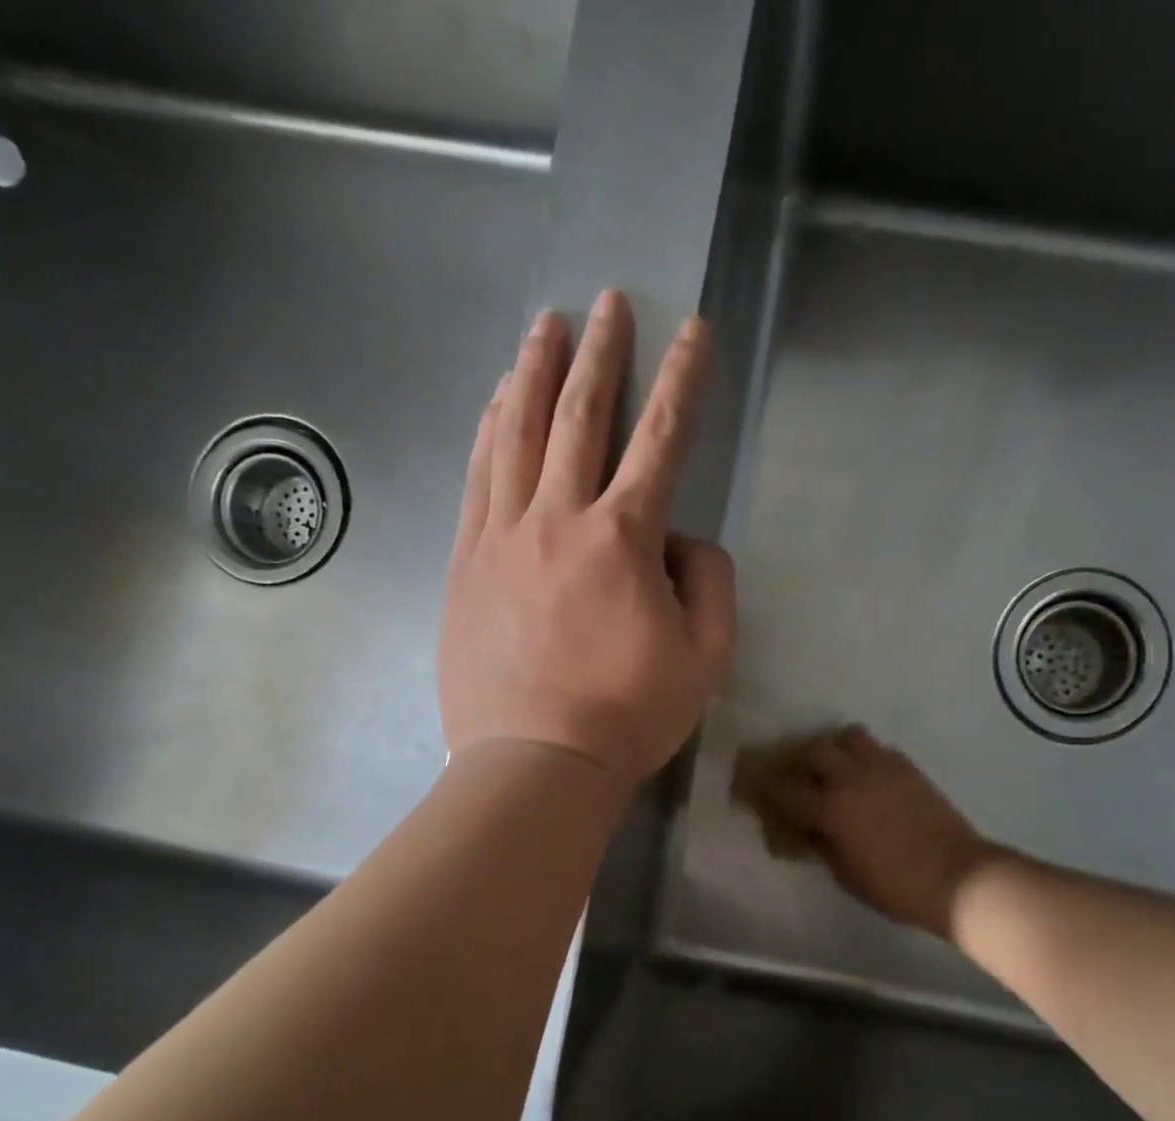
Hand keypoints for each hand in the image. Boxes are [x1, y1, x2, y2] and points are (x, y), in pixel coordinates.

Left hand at [439, 291, 736, 787]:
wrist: (535, 762)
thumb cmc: (627, 716)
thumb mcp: (705, 658)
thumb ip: (710, 584)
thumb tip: (684, 541)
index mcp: (622, 540)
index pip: (660, 441)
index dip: (681, 382)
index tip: (690, 333)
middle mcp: (557, 519)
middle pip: (578, 417)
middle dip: (599, 354)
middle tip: (606, 303)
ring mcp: (500, 537)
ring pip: (515, 434)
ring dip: (532, 373)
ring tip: (544, 327)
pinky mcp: (464, 562)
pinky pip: (476, 478)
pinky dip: (487, 431)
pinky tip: (493, 404)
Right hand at [765, 727, 994, 938]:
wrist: (956, 876)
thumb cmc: (895, 886)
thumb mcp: (847, 876)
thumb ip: (824, 848)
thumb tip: (813, 832)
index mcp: (830, 809)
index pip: (787, 789)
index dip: (771, 787)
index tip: (764, 788)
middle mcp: (851, 779)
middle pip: (816, 749)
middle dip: (806, 761)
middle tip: (808, 778)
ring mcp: (881, 768)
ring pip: (848, 736)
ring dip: (839, 749)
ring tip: (841, 768)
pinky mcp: (908, 767)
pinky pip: (878, 748)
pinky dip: (867, 757)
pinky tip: (871, 777)